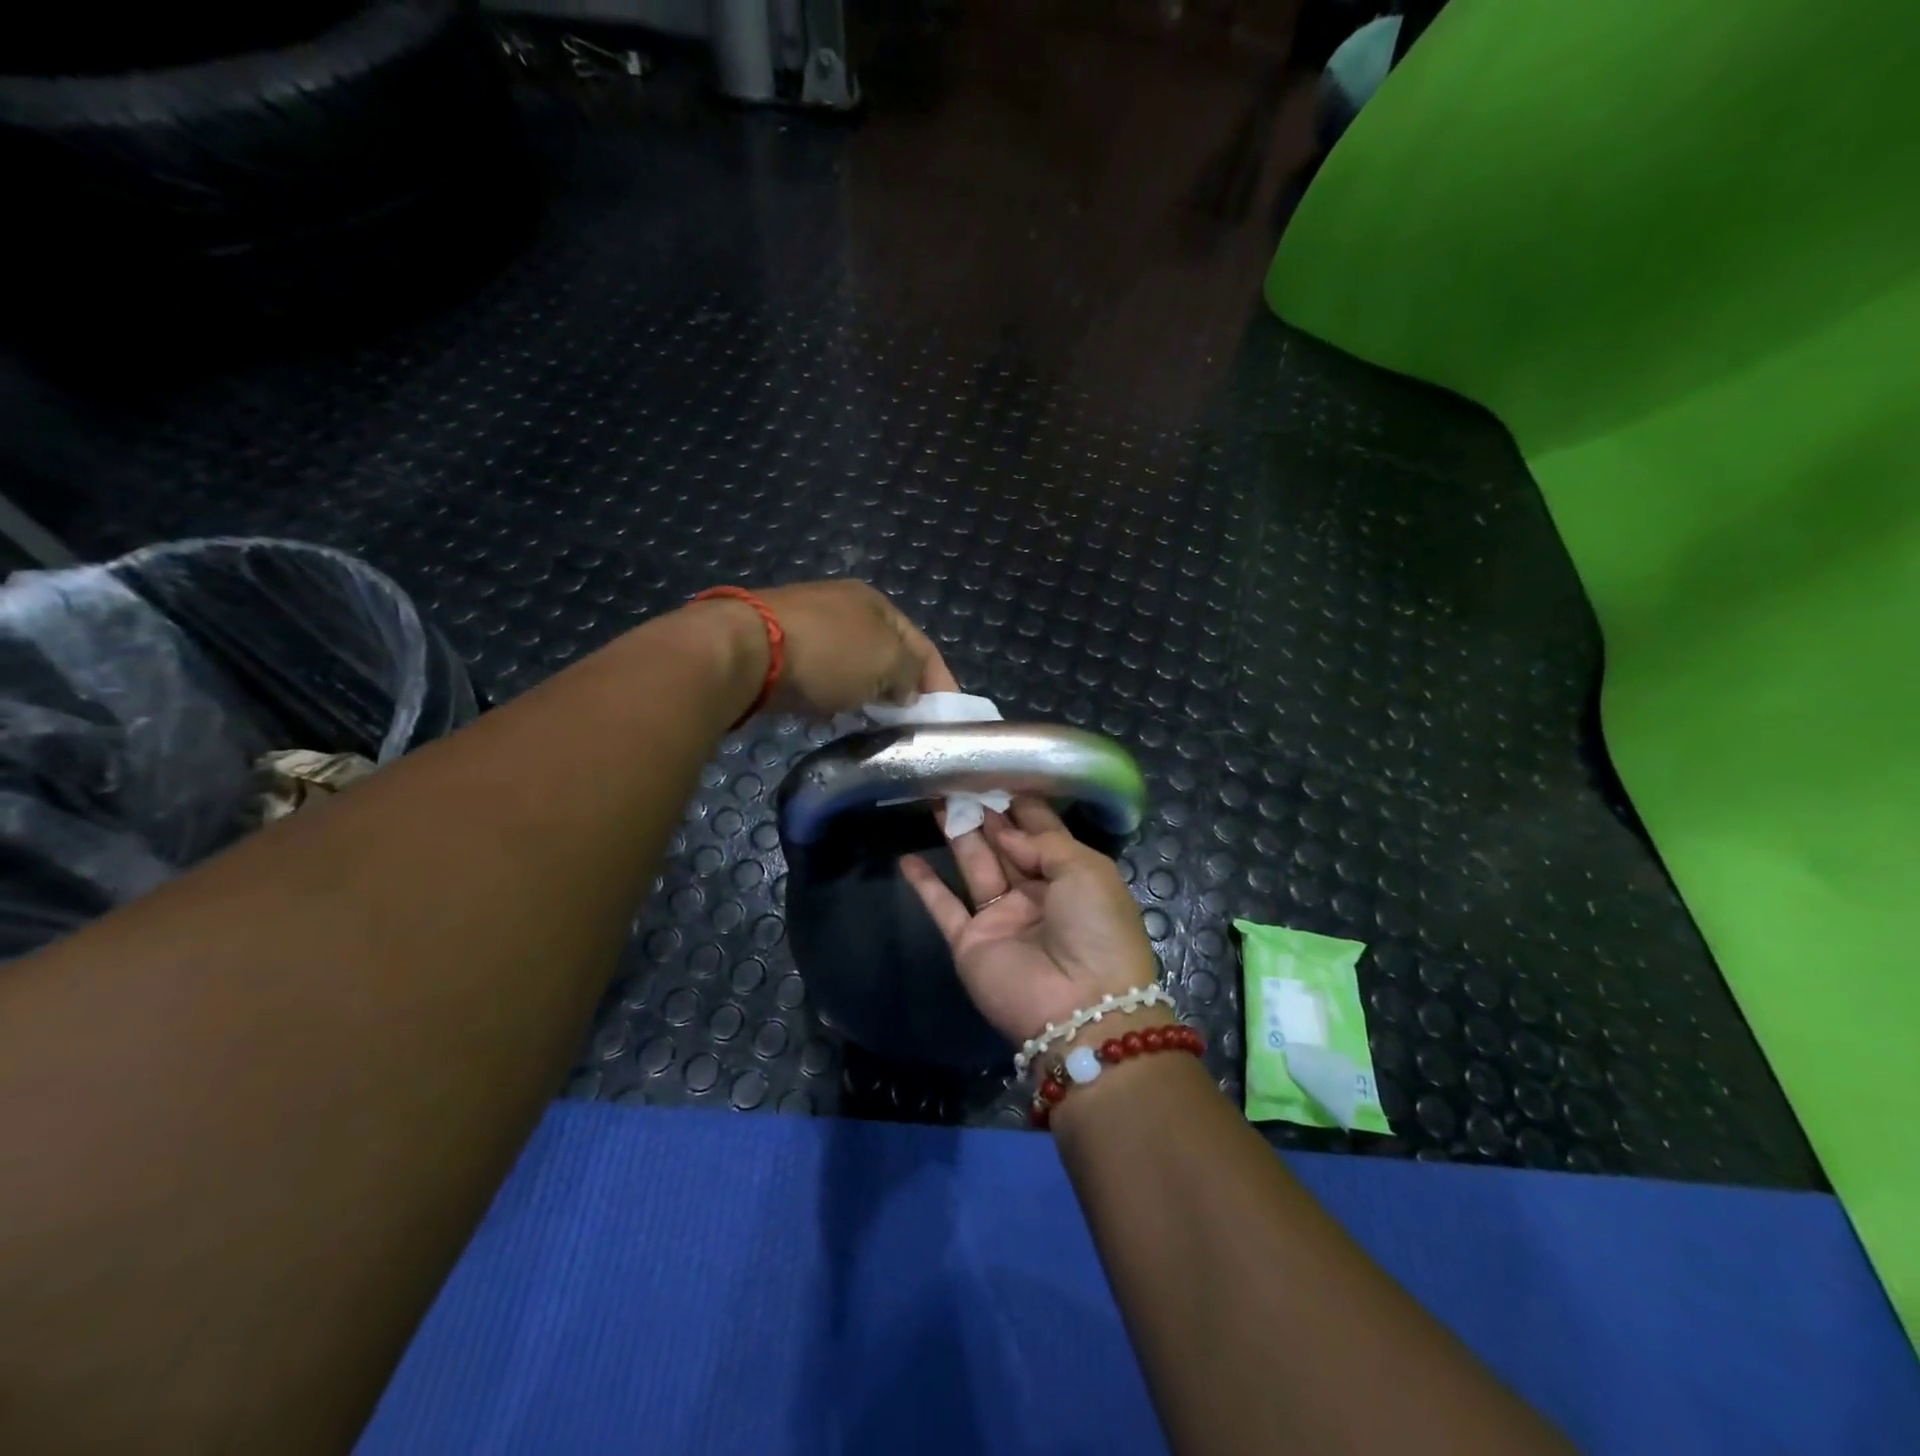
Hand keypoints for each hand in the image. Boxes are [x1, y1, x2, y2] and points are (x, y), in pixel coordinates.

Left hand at [756, 581, 958, 715]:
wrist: (745, 650)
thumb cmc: (829, 652)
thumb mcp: (887, 660)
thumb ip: (911, 674)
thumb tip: (908, 691)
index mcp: (876, 603)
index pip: (922, 645)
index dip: (940, 681)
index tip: (947, 717)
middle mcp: (844, 608)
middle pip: (887, 655)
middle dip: (901, 690)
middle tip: (909, 726)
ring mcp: (809, 626)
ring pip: (853, 668)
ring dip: (866, 696)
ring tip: (873, 726)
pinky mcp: (780, 650)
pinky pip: (821, 678)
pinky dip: (833, 697)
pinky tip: (831, 716)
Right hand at [901, 797, 1160, 1045]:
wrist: (1081, 1007)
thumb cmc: (1096, 929)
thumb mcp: (1086, 870)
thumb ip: (1044, 842)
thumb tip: (1008, 832)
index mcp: (1071, 877)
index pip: (1042, 833)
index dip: (1022, 807)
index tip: (999, 775)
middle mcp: (1035, 894)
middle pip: (1006, 846)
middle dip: (987, 814)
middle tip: (961, 780)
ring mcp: (1001, 918)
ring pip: (975, 866)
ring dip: (958, 835)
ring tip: (936, 799)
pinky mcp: (970, 942)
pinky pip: (943, 907)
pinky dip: (925, 884)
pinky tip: (907, 858)